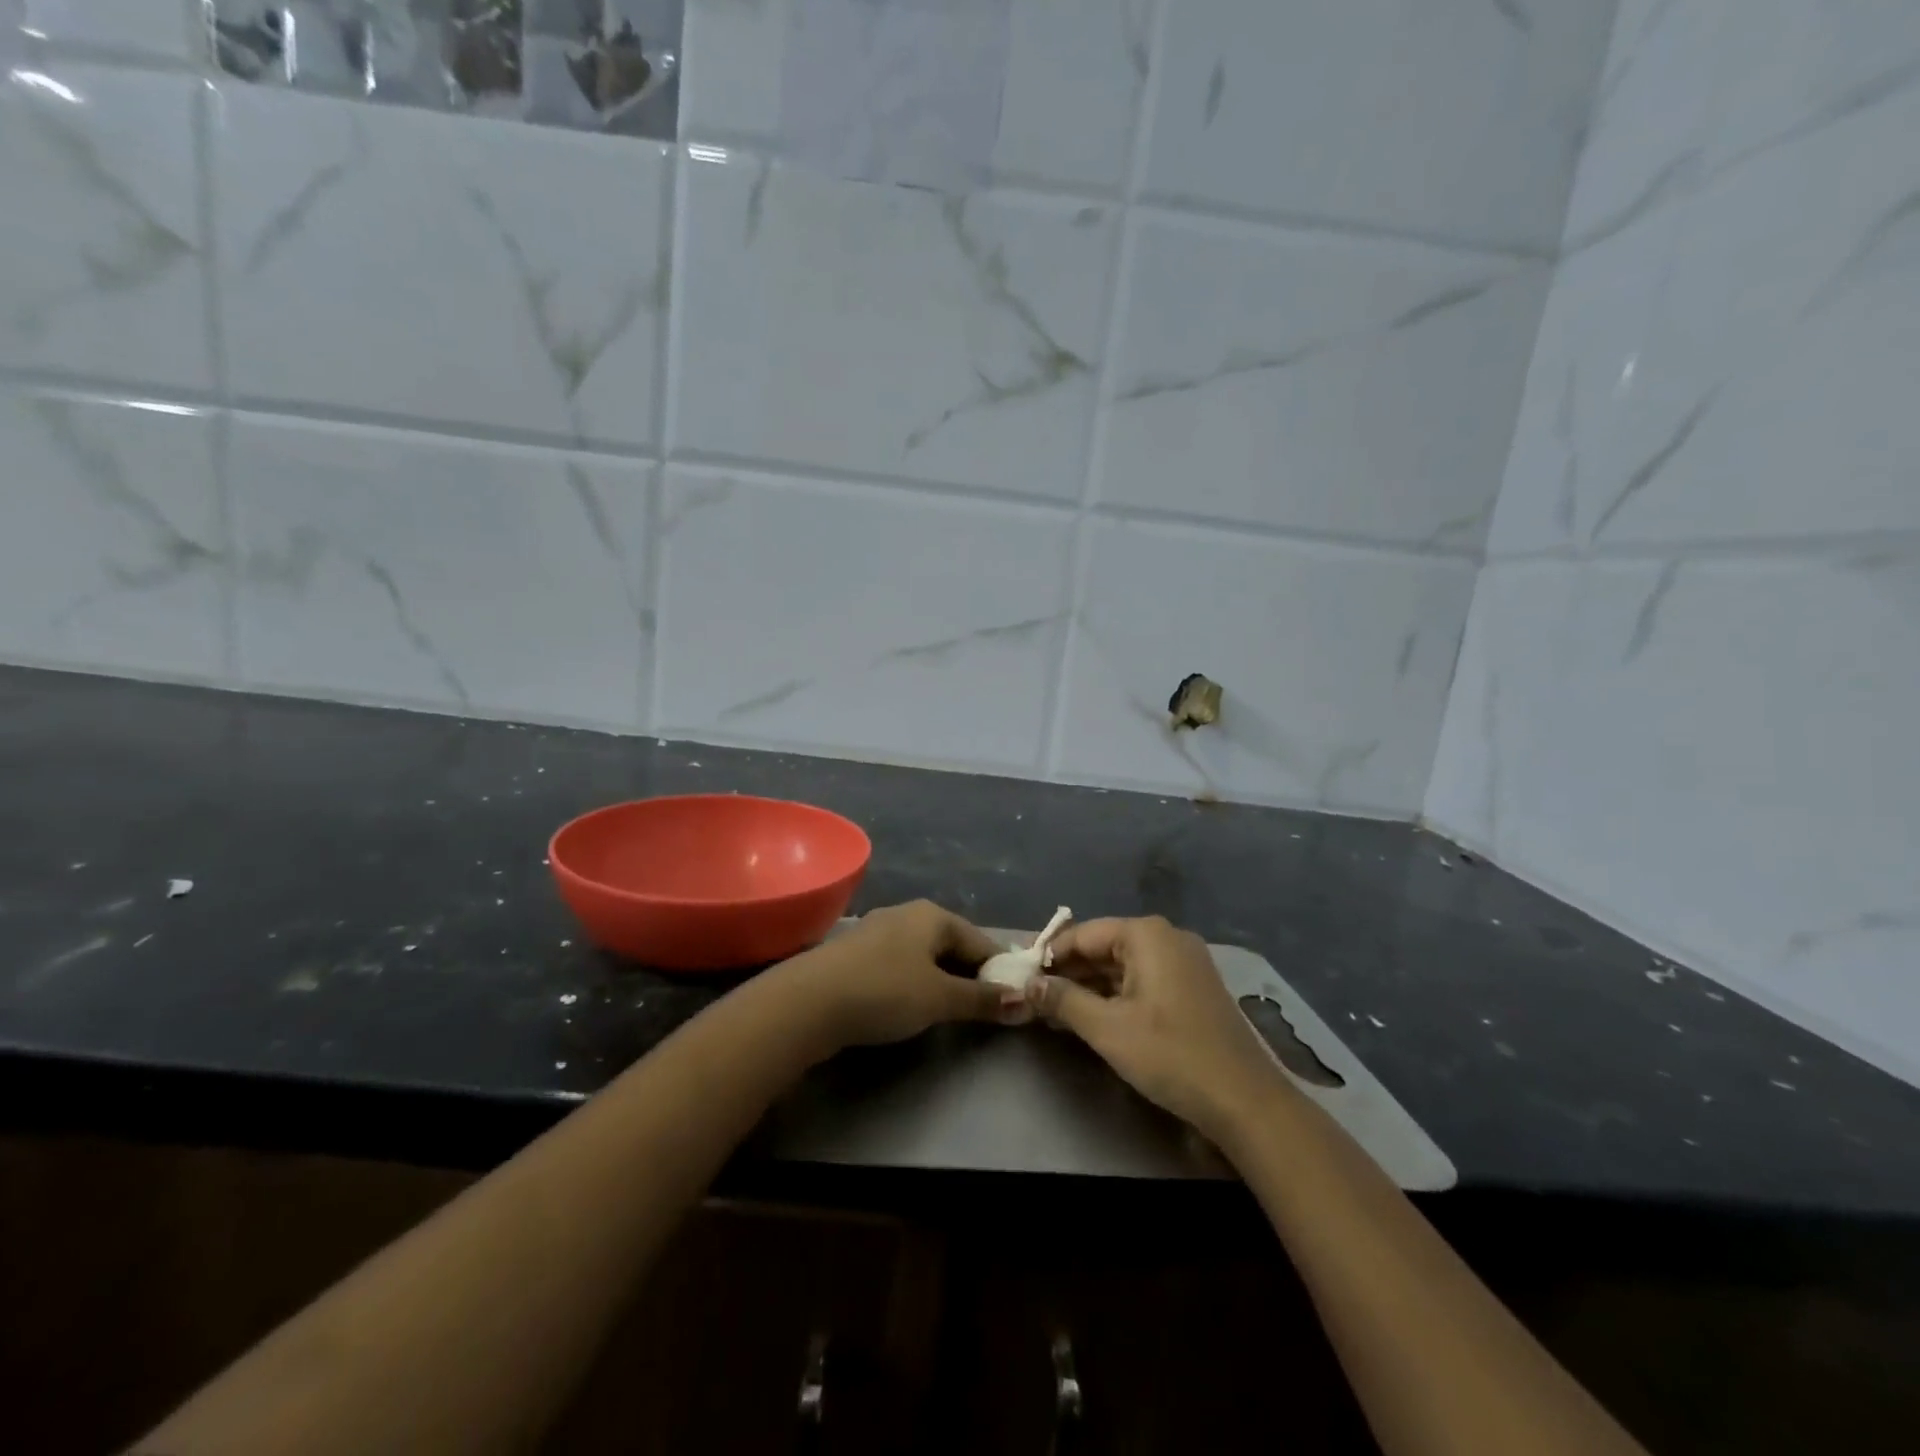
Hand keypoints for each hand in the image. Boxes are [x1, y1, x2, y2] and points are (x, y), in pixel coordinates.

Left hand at [779, 900, 1023, 1051]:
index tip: (1013, 1003)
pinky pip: (900, 965)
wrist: (808, 1002)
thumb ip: (982, 1000)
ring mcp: (878, 932)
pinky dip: (914, 983)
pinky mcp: (857, 954)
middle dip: (970, 976)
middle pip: (953, 945)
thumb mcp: (940, 998)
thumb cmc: (884, 991)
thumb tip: (1025, 1001)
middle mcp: (908, 914)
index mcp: (933, 915)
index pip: (982, 941)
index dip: (1000, 971)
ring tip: (951, 1013)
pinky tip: (911, 1006)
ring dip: (941, 981)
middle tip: (984, 1012)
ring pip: (925, 956)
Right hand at [1030, 916, 1289, 1143]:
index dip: (1049, 954)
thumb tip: (1029, 984)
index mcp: (1147, 935)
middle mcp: (1167, 938)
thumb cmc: (1171, 1055)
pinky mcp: (1193, 989)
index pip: (1083, 934)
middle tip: (1033, 996)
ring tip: (1054, 1011)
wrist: (1245, 1101)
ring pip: (1122, 967)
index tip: (1020, 974)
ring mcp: (1185, 963)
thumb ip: (1063, 1001)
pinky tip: (1091, 1018)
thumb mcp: (1107, 1029)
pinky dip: (1115, 996)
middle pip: (1103, 948)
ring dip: (1089, 988)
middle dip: (1068, 973)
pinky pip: (1143, 981)